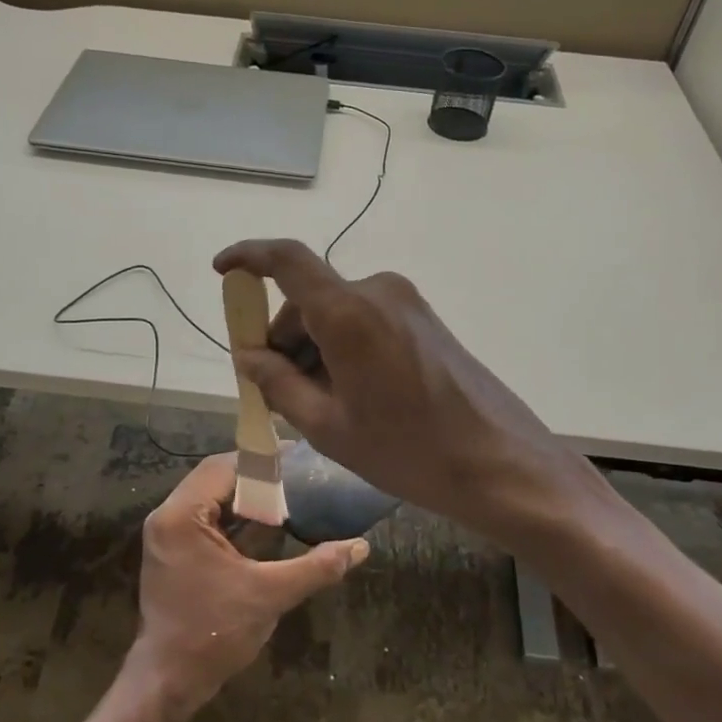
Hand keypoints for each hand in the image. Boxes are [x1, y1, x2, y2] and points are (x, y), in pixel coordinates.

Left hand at [127, 453, 366, 710]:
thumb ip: (316, 567)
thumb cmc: (215, 633)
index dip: (260, 461)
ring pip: (209, 497)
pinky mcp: (172, 550)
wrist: (169, 681)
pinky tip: (265, 521)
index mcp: (181, 516)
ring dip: (244, 495)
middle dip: (254, 475)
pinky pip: (205, 517)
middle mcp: (167, 516)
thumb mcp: (270, 595)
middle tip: (295, 474)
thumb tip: (361, 546)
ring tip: (286, 492)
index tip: (296, 457)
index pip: (222, 468)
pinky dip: (233, 515)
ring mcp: (166, 534)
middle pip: (214, 477)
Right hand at [213, 239, 594, 536]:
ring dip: (314, 349)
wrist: (500, 463)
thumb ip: (278, 383)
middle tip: (276, 393)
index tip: (221, 270)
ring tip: (320, 408)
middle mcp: (377, 292)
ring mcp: (406, 304)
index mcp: (348, 312)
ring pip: (336, 313)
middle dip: (283, 339)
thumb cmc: (407, 450)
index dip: (248, 257)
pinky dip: (342, 348)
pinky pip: (365, 322)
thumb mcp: (328, 426)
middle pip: (309, 300)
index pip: (287, 260)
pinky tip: (351, 396)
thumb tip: (246, 355)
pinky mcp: (423, 320)